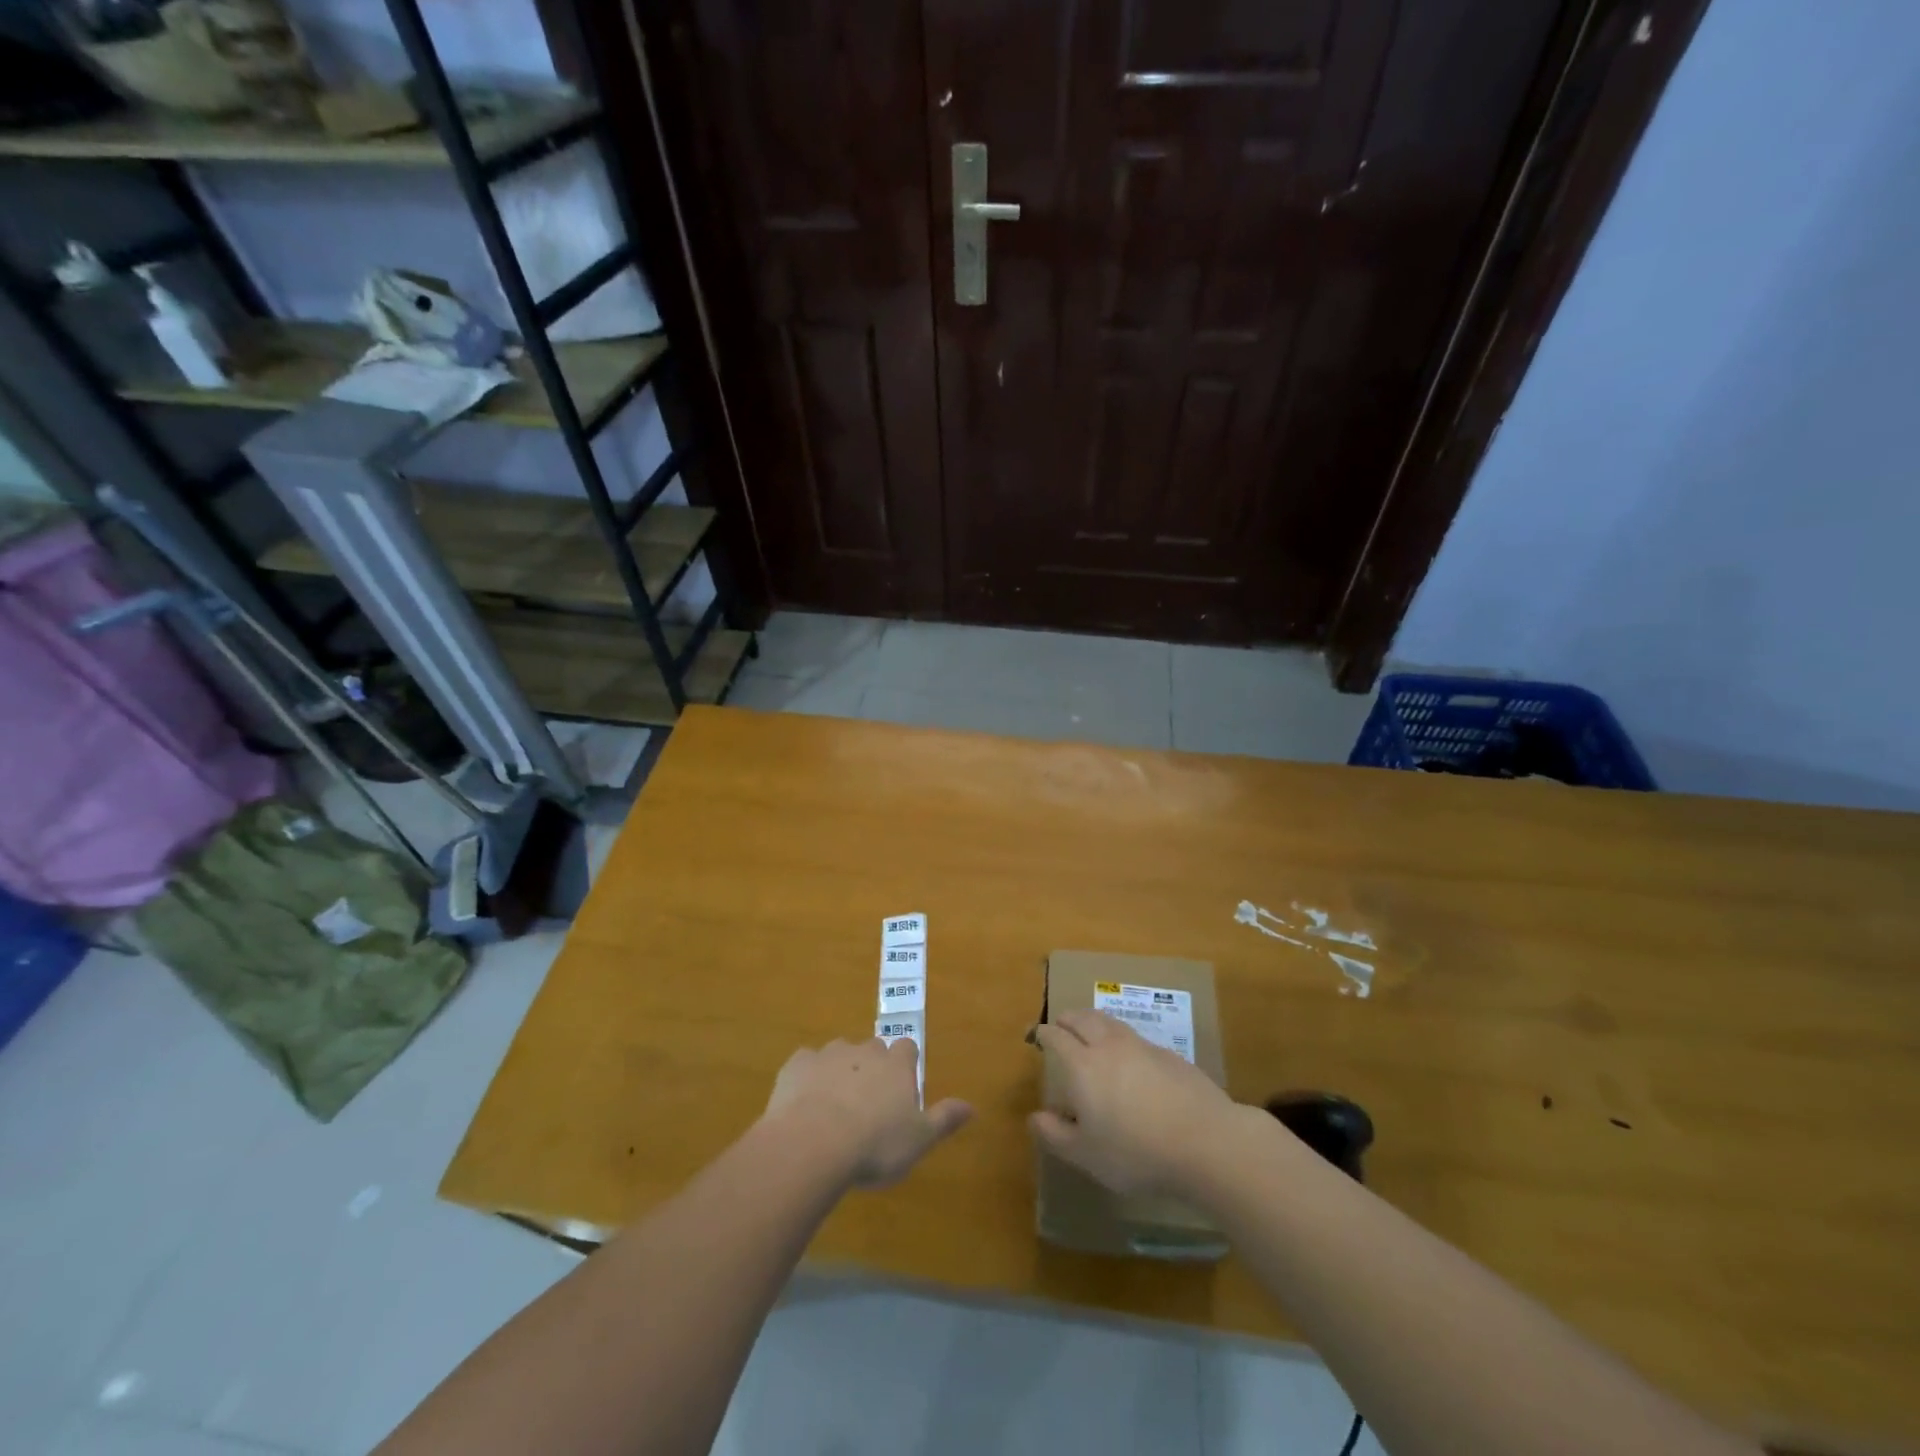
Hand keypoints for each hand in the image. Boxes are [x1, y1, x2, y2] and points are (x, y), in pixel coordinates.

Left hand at [763, 1037, 971, 1188]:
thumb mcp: (919, 1140)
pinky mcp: (798, 1064)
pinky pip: (805, 1064)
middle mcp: (865, 1051)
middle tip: (868, 1100)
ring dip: (840, 1070)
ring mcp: (829, 1054)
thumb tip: (972, 1107)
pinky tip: (803, 1101)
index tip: (902, 1084)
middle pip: (873, 1049)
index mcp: (896, 1065)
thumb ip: (944, 1119)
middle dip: (872, 1067)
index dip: (906, 1063)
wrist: (814, 1142)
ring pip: (839, 1053)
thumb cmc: (875, 1144)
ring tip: (834, 1104)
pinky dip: (807, 1077)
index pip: (908, 1048)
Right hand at [1030, 1008, 1238, 1196]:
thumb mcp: (1086, 1155)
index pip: (1056, 1037)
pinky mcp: (1169, 1055)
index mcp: (1082, 1065)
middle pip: (1083, 1018)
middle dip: (1068, 1018)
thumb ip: (1056, 1134)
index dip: (1044, 1033)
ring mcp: (1142, 1046)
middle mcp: (1108, 1045)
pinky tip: (1131, 1058)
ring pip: (1111, 1022)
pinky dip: (1124, 1040)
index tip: (1038, 1035)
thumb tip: (1035, 1116)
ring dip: (1095, 1021)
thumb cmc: (1135, 1152)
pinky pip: (1137, 1038)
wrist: (1205, 1141)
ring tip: (1092, 1031)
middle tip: (1062, 1024)